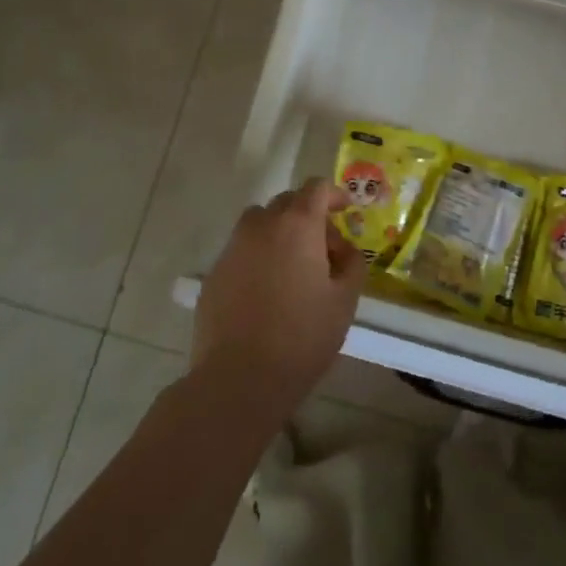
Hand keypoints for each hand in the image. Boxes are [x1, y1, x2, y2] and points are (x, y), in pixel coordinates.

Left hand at [191, 178, 366, 425]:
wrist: (239, 377)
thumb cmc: (302, 336)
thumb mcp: (345, 300)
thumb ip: (352, 263)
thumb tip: (343, 248)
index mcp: (297, 225)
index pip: (316, 188)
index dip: (335, 195)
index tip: (347, 210)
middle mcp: (261, 226)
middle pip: (287, 202)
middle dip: (308, 214)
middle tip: (325, 248)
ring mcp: (232, 248)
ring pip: (260, 223)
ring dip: (280, 232)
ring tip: (294, 266)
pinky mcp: (214, 273)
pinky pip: (241, 250)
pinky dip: (258, 256)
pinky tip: (267, 291)